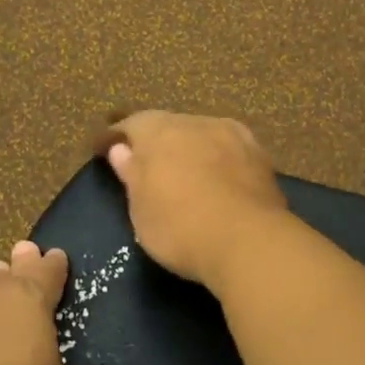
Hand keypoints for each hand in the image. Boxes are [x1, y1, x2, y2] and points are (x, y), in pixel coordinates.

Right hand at [102, 110, 290, 288]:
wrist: (249, 241)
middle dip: (157, 141)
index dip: (116, 136)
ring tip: (185, 172)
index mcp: (160, 131)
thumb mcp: (141, 209)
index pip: (131, 124)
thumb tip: (121, 148)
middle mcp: (196, 122)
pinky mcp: (261, 155)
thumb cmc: (180, 227)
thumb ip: (132, 173)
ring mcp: (233, 135)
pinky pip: (229, 150)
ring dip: (191, 148)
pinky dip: (218, 160)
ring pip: (203, 134)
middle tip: (147, 164)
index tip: (103, 149)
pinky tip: (217, 177)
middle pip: (169, 125)